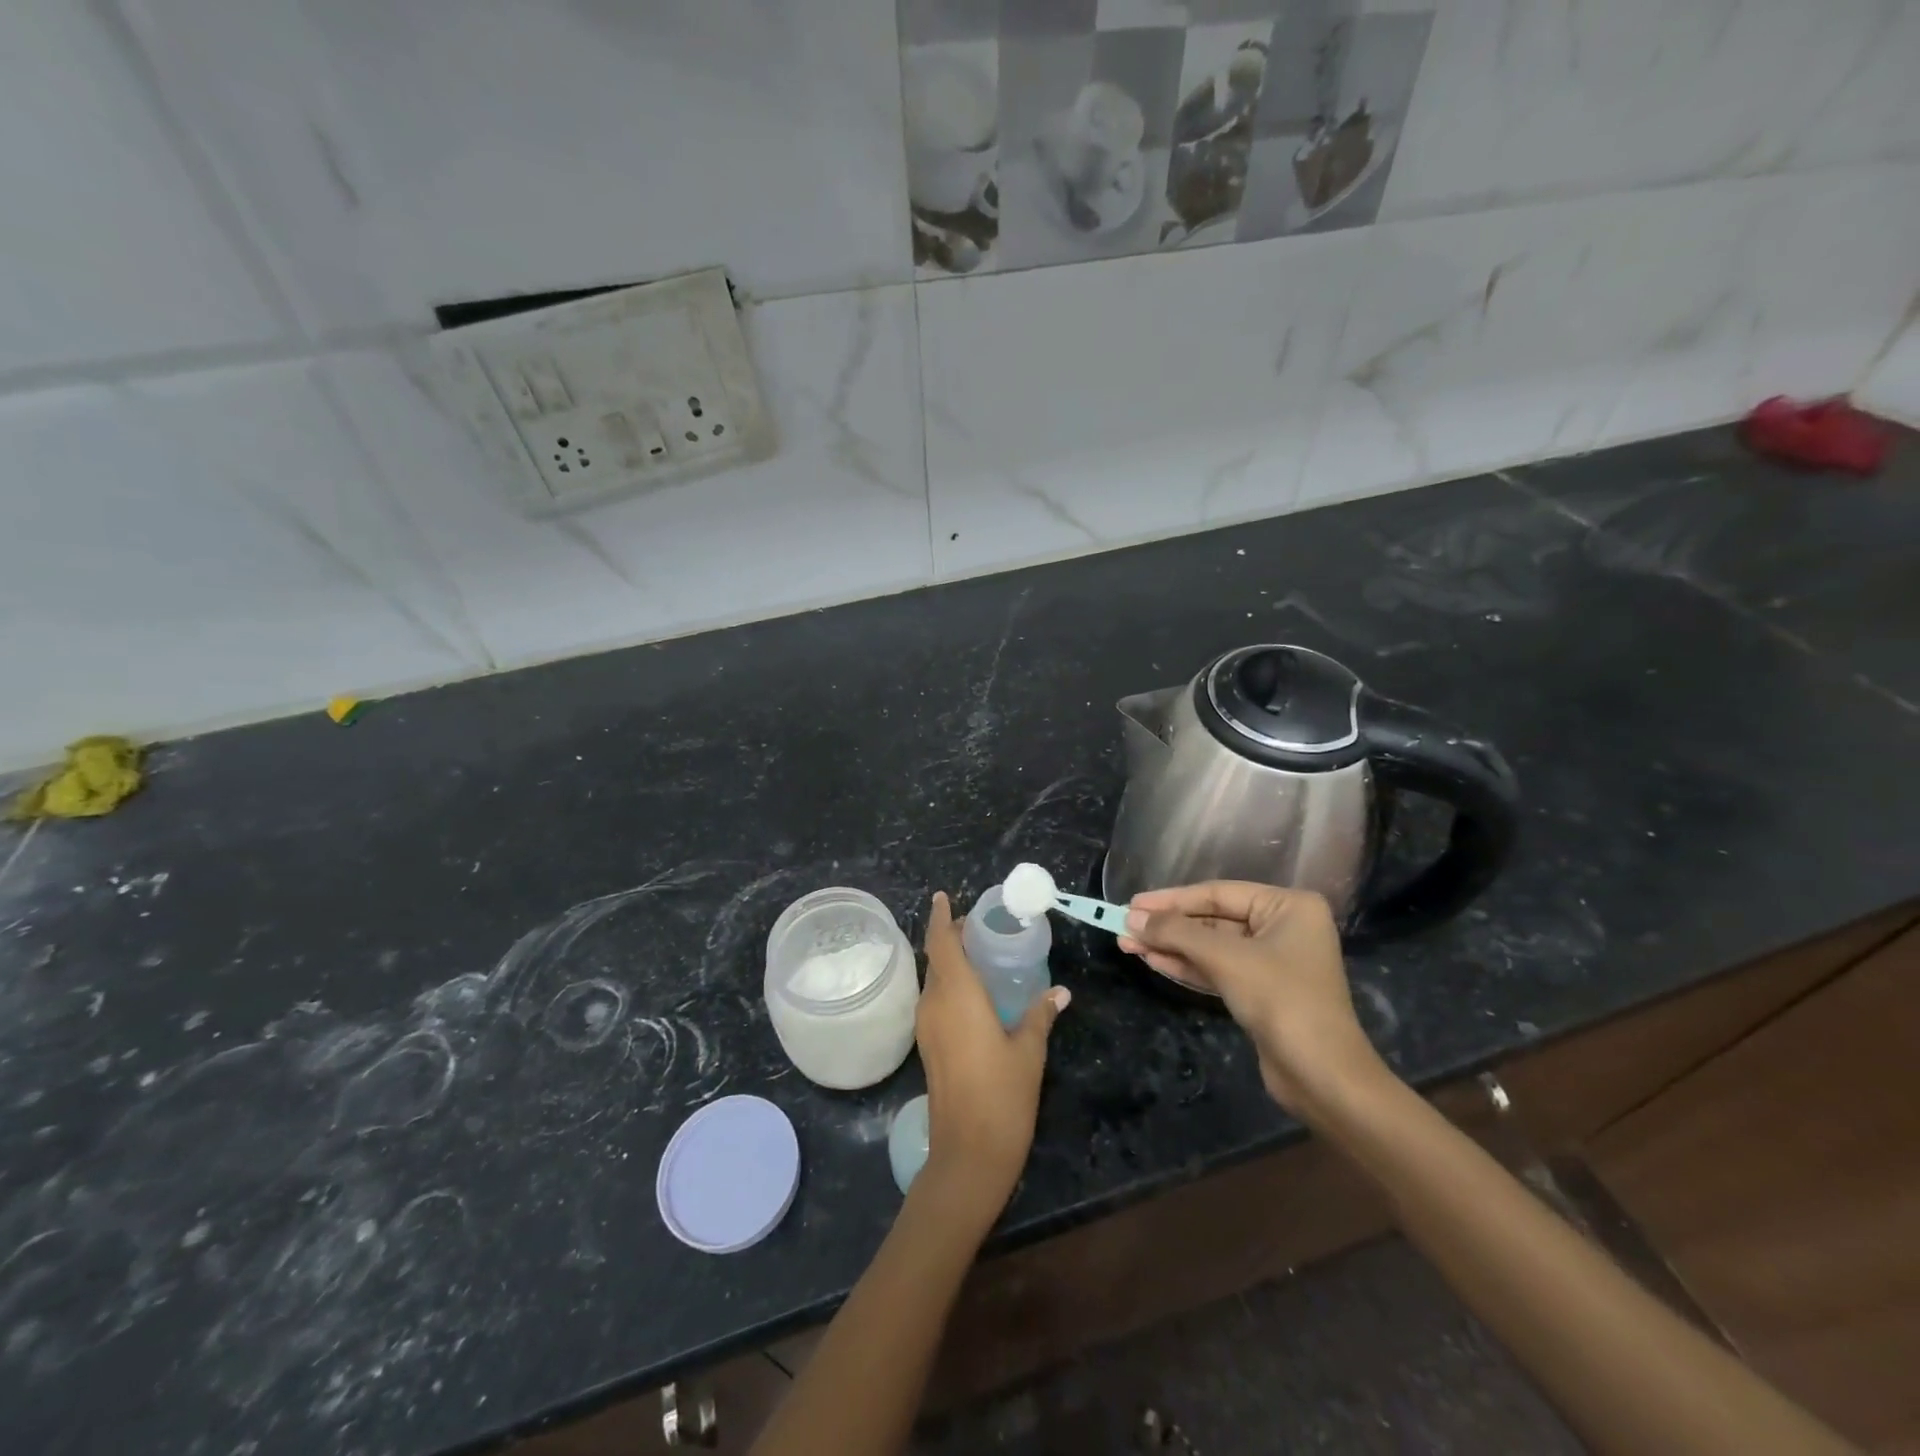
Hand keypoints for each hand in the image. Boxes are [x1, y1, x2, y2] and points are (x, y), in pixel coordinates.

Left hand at [914, 892, 1069, 1226]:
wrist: (968, 1154)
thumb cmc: (1002, 1095)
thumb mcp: (1029, 1051)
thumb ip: (1040, 1015)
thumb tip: (1060, 992)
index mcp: (957, 995)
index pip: (941, 943)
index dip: (941, 917)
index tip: (944, 896)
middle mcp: (934, 1004)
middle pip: (936, 959)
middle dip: (950, 937)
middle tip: (978, 926)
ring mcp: (926, 1027)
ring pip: (934, 981)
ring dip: (949, 962)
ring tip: (978, 954)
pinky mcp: (928, 1046)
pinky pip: (935, 1001)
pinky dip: (949, 985)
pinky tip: (973, 993)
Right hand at [1118, 882, 1386, 1119]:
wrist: (1323, 1076)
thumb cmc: (1281, 1000)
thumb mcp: (1225, 958)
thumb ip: (1177, 933)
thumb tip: (1131, 918)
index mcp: (1288, 906)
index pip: (1218, 893)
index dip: (1171, 899)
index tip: (1132, 903)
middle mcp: (1283, 927)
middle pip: (1213, 919)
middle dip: (1168, 926)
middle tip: (1123, 926)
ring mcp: (1273, 961)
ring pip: (1211, 946)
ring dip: (1171, 946)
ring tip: (1128, 944)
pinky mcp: (1262, 991)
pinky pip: (1218, 969)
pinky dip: (1187, 966)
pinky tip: (1153, 961)